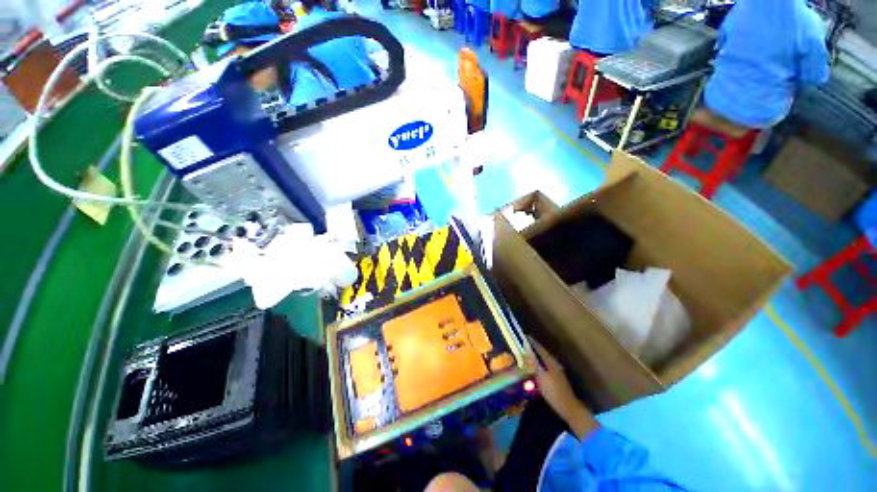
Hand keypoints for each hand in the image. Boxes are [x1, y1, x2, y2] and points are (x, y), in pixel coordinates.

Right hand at [529, 337, 597, 439]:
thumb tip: (526, 351)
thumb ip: (533, 363)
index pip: (540, 349)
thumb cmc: (553, 391)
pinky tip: (534, 367)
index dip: (533, 343)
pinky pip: (545, 366)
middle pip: (542, 353)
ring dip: (536, 356)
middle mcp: (554, 364)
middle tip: (523, 344)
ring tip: (527, 354)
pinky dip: (538, 364)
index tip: (525, 336)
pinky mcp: (556, 378)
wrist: (568, 407)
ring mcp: (556, 371)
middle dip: (534, 348)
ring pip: (544, 359)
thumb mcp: (541, 376)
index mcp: (551, 362)